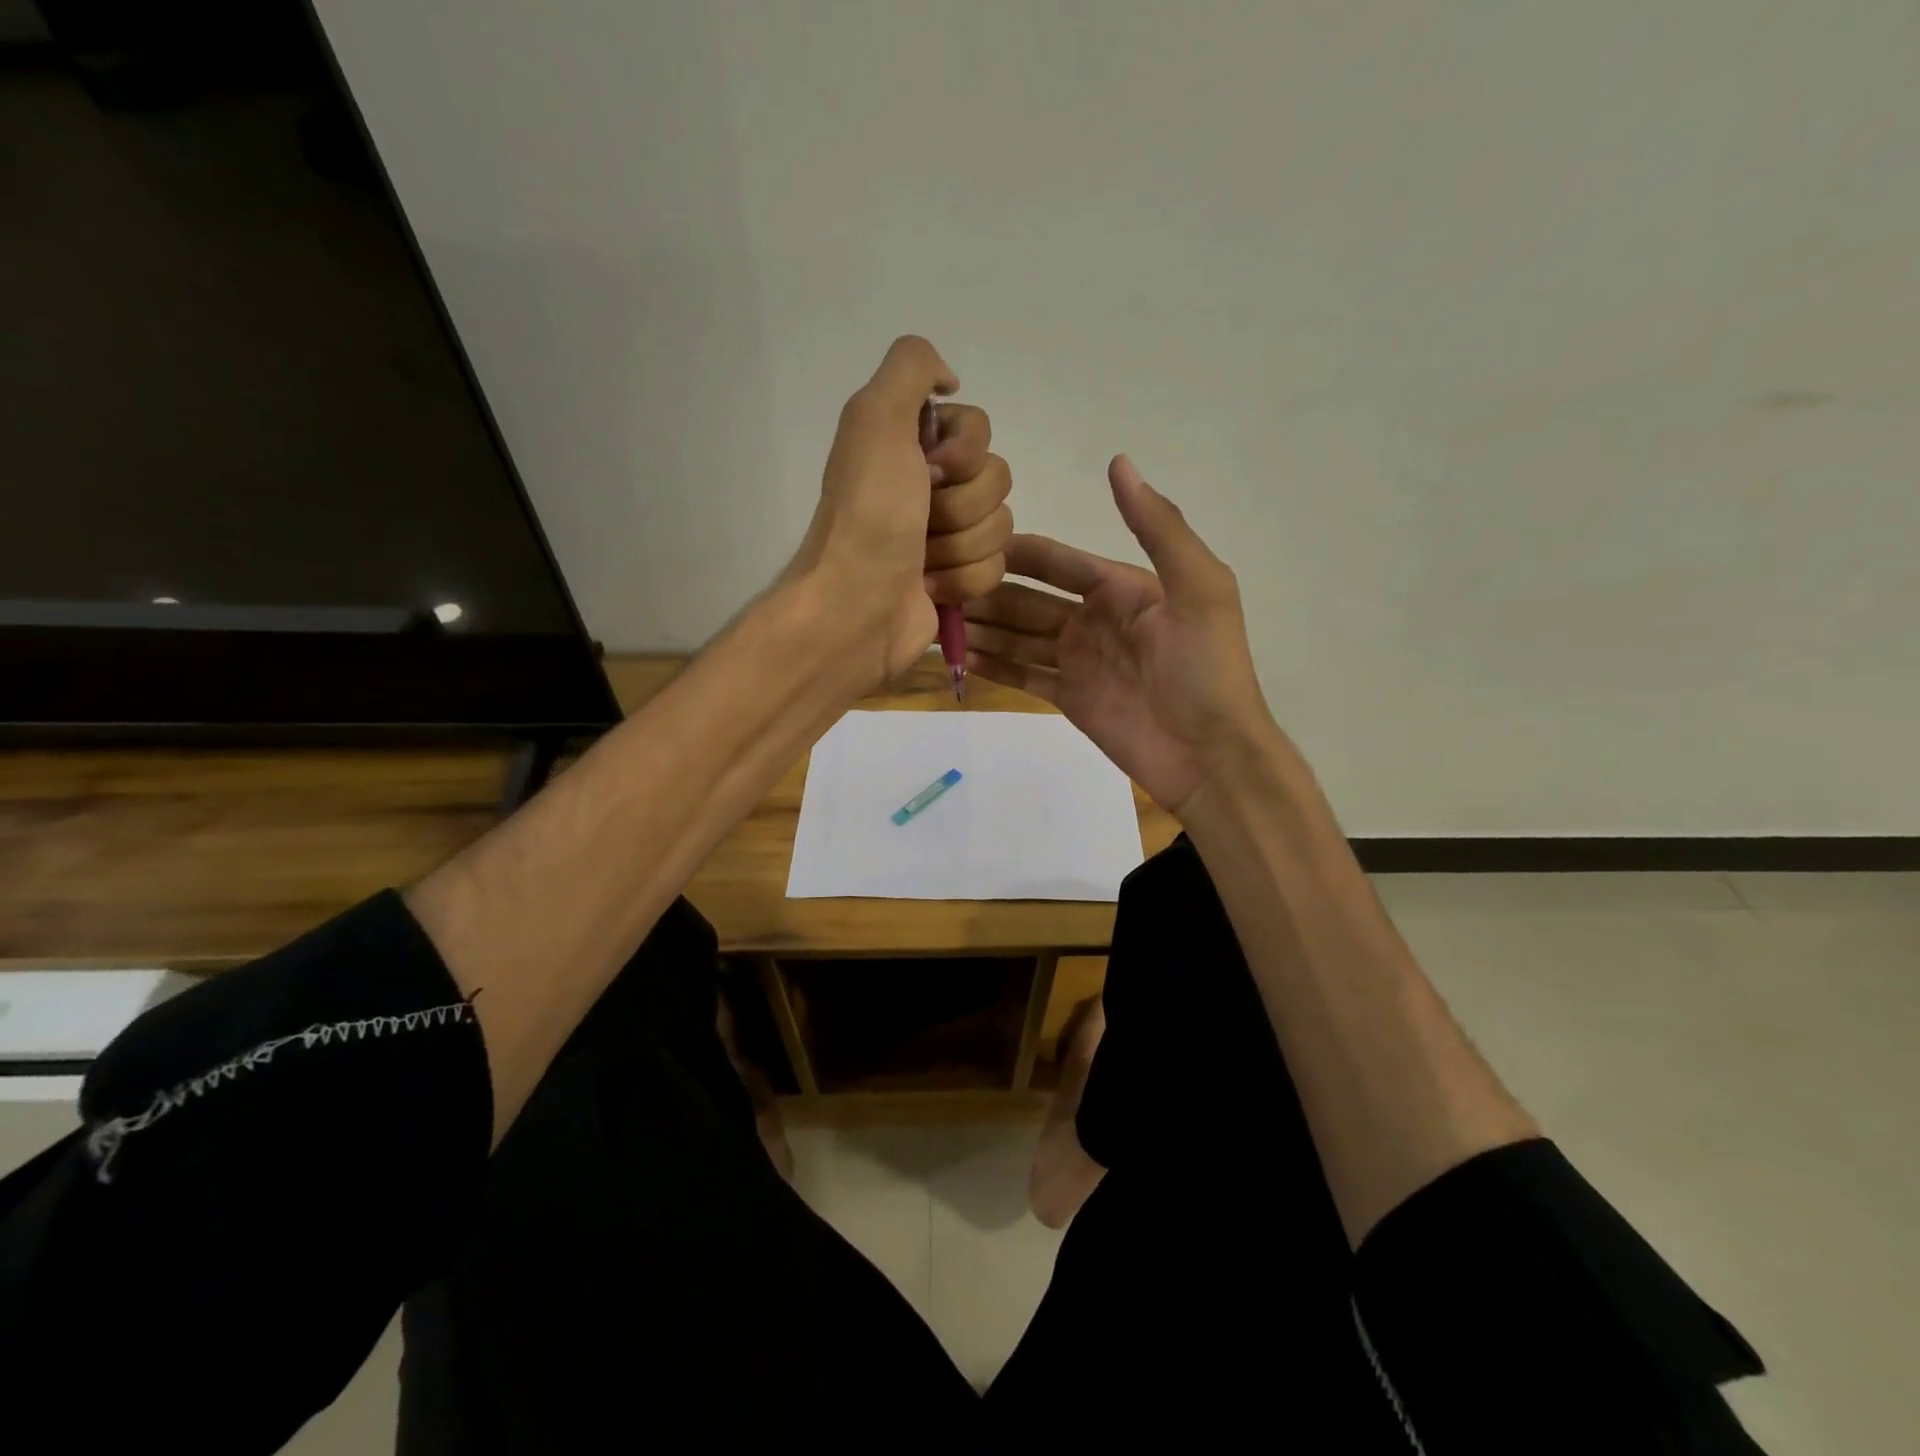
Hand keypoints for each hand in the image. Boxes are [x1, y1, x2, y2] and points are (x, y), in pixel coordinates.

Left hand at [787, 336, 1012, 688]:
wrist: (858, 606)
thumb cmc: (869, 515)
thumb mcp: (876, 418)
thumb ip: (911, 367)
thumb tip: (949, 381)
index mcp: (910, 445)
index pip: (980, 429)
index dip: (964, 452)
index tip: (930, 470)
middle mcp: (929, 486)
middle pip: (997, 479)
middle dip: (962, 505)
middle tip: (922, 521)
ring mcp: (946, 536)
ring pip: (1001, 527)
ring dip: (961, 546)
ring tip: (922, 560)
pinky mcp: (958, 580)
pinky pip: (996, 568)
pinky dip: (963, 580)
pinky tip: (930, 587)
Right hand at [963, 455, 1280, 815]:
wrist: (1210, 755)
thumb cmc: (1206, 669)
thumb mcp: (1197, 588)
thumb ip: (1159, 527)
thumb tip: (1118, 462)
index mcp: (1122, 588)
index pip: (1057, 562)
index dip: (1016, 553)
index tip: (966, 543)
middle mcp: (1094, 619)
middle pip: (1029, 600)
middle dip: (987, 593)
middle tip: (936, 588)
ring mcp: (1079, 661)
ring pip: (1019, 637)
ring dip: (983, 628)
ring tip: (936, 620)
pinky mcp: (1069, 698)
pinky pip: (1023, 675)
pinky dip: (994, 666)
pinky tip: (960, 657)